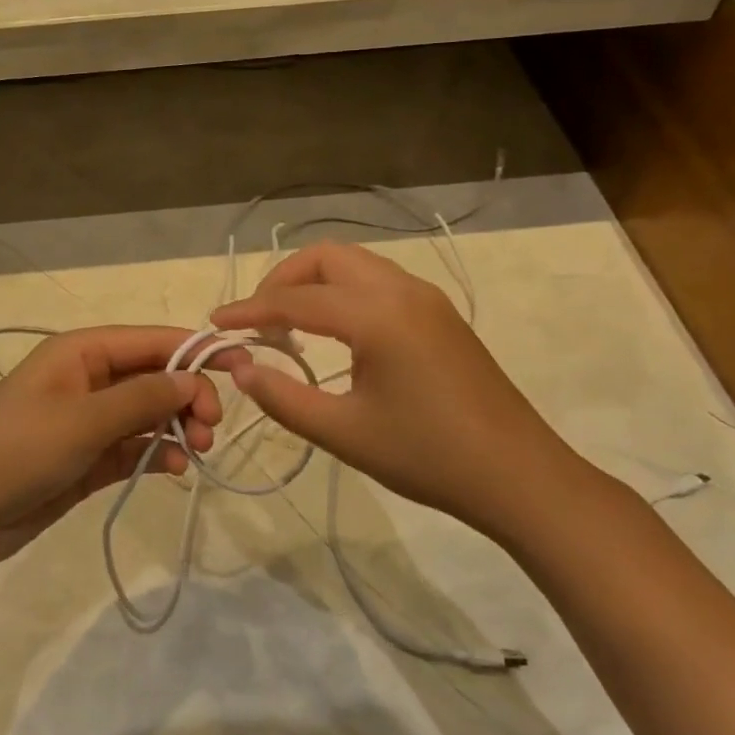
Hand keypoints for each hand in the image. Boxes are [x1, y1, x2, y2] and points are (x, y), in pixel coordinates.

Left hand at [0, 326, 240, 566]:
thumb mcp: (82, 420)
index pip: (152, 340)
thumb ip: (142, 398)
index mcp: (81, 351)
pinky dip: (157, 454)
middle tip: (211, 428)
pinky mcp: (88, 458)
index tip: (243, 367)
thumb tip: (192, 377)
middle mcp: (88, 379)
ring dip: (178, 427)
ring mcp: (88, 420)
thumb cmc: (17, 451)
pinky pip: (134, 446)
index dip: (198, 350)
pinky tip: (174, 469)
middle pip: (155, 376)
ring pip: (149, 413)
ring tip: (199, 451)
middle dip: (188, 396)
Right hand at [211, 243, 587, 540]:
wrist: (519, 476)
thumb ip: (282, 398)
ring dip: (314, 283)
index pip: (295, 300)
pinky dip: (342, 291)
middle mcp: (401, 289)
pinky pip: (377, 281)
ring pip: (354, 264)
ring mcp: (425, 297)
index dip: (249, 310)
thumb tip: (241, 368)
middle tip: (257, 321)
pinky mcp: (439, 313)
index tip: (215, 324)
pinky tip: (335, 333)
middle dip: (282, 280)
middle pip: (326, 257)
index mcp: (376, 314)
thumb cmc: (427, 456)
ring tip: (289, 326)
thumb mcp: (344, 433)